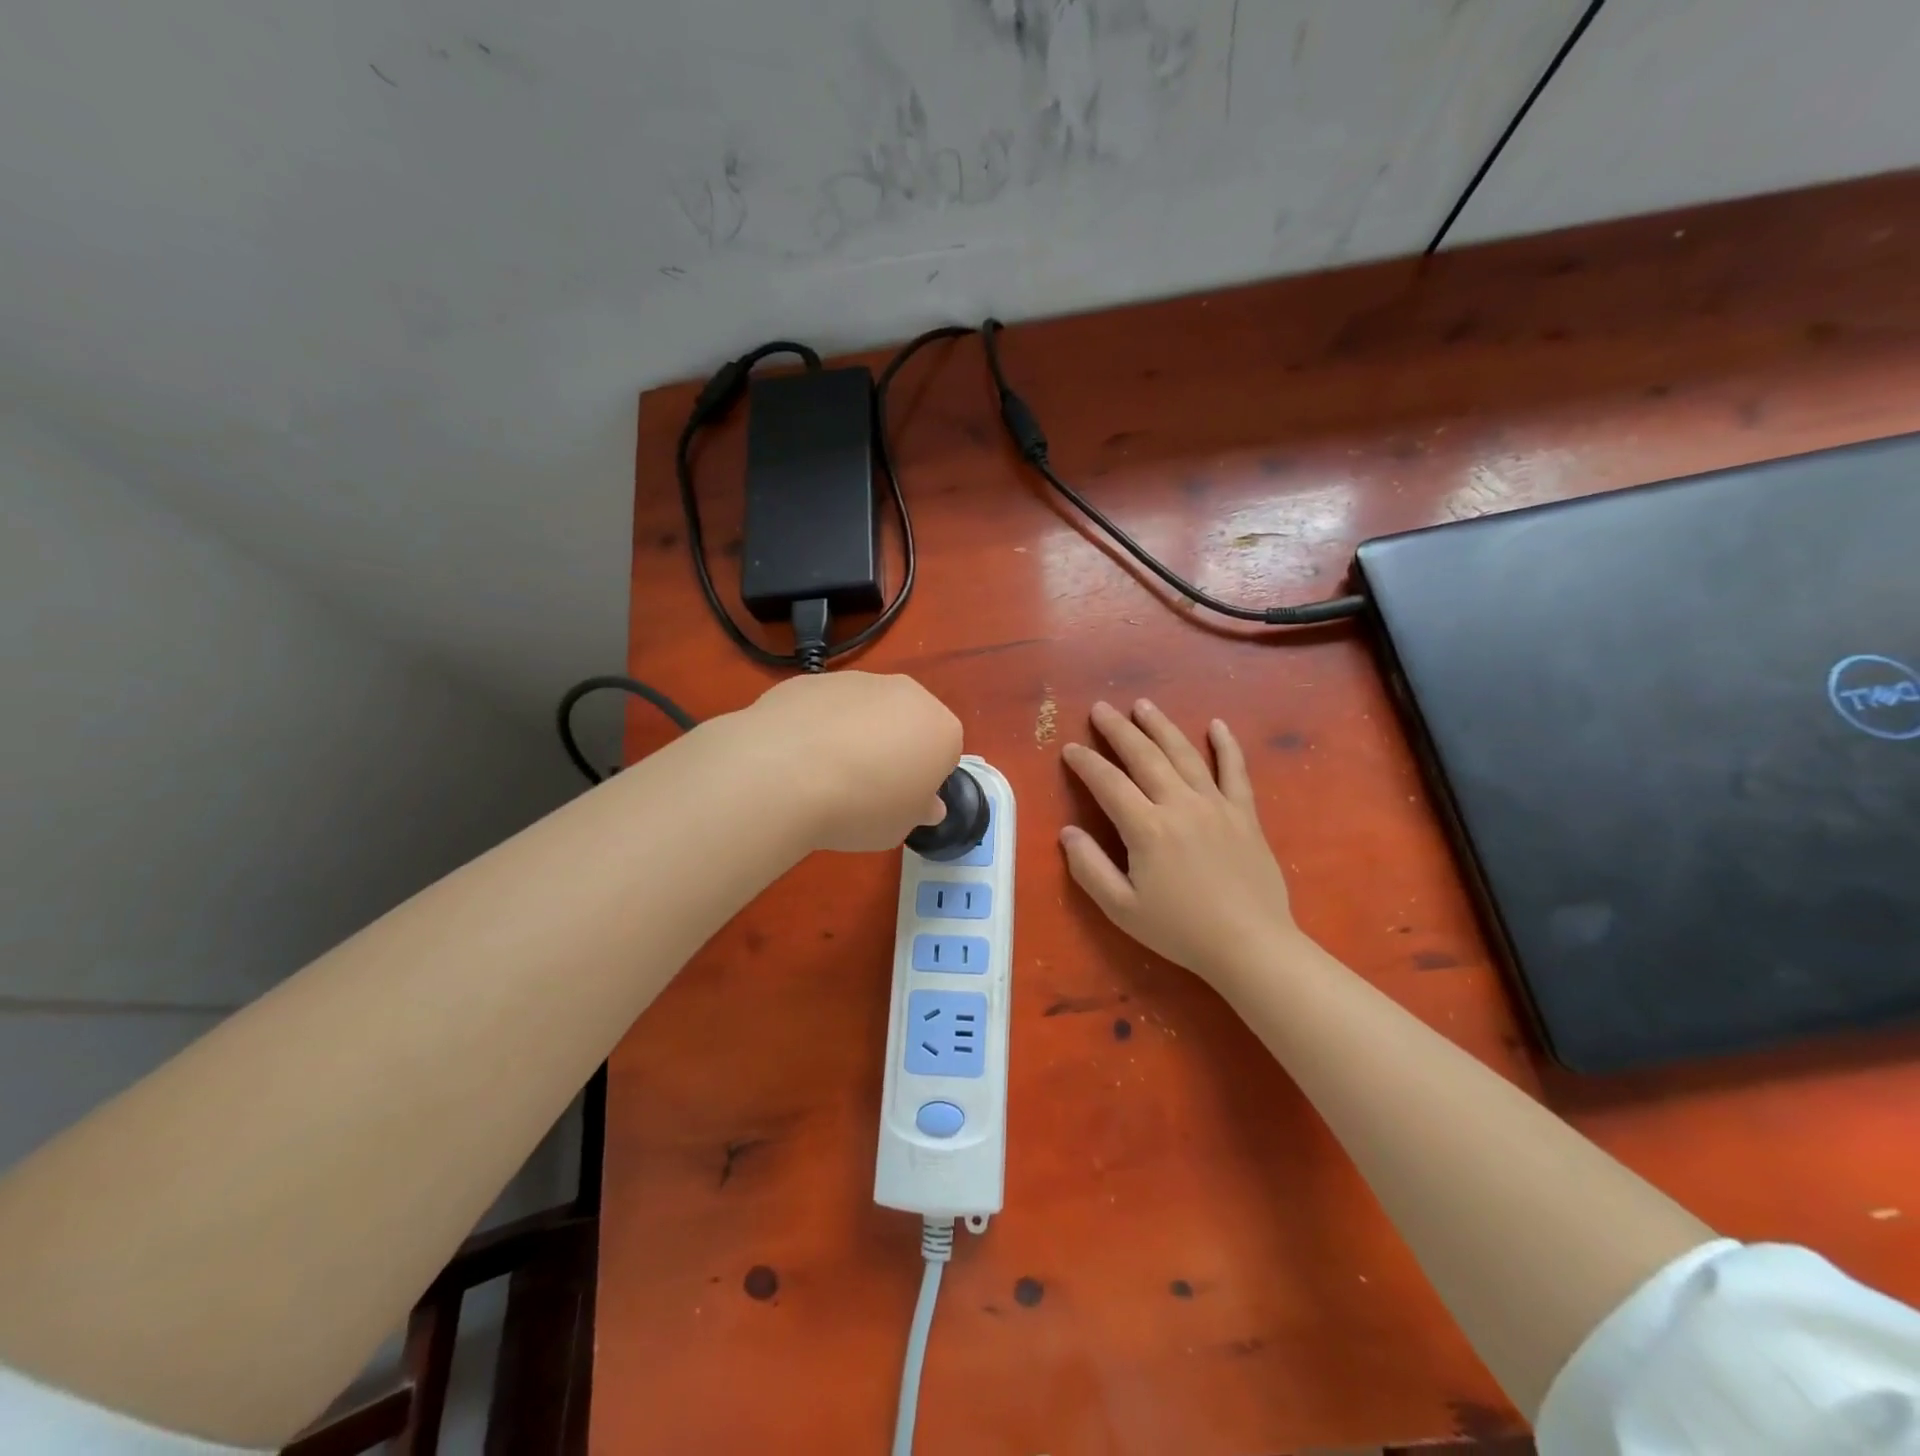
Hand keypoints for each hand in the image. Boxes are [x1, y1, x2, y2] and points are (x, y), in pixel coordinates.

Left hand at [742, 672, 960, 851]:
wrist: (785, 772)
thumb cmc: (861, 806)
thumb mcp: (900, 827)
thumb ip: (918, 810)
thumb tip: (926, 803)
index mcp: (941, 729)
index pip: (945, 754)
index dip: (923, 780)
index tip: (900, 801)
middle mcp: (906, 694)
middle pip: (908, 722)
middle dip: (894, 748)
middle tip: (866, 787)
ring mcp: (857, 680)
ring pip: (866, 710)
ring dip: (855, 734)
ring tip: (824, 774)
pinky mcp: (813, 679)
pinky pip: (826, 707)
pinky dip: (818, 725)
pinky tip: (796, 757)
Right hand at [1060, 700, 1298, 985]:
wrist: (1251, 946)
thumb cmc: (1180, 931)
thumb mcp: (1122, 909)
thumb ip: (1089, 868)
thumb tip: (1068, 832)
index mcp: (1147, 828)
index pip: (1108, 783)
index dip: (1086, 763)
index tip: (1071, 748)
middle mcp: (1180, 805)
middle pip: (1144, 756)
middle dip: (1119, 730)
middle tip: (1101, 709)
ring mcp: (1216, 805)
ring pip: (1184, 754)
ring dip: (1161, 726)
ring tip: (1143, 705)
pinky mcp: (1244, 814)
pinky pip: (1235, 771)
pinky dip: (1226, 746)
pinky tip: (1217, 725)